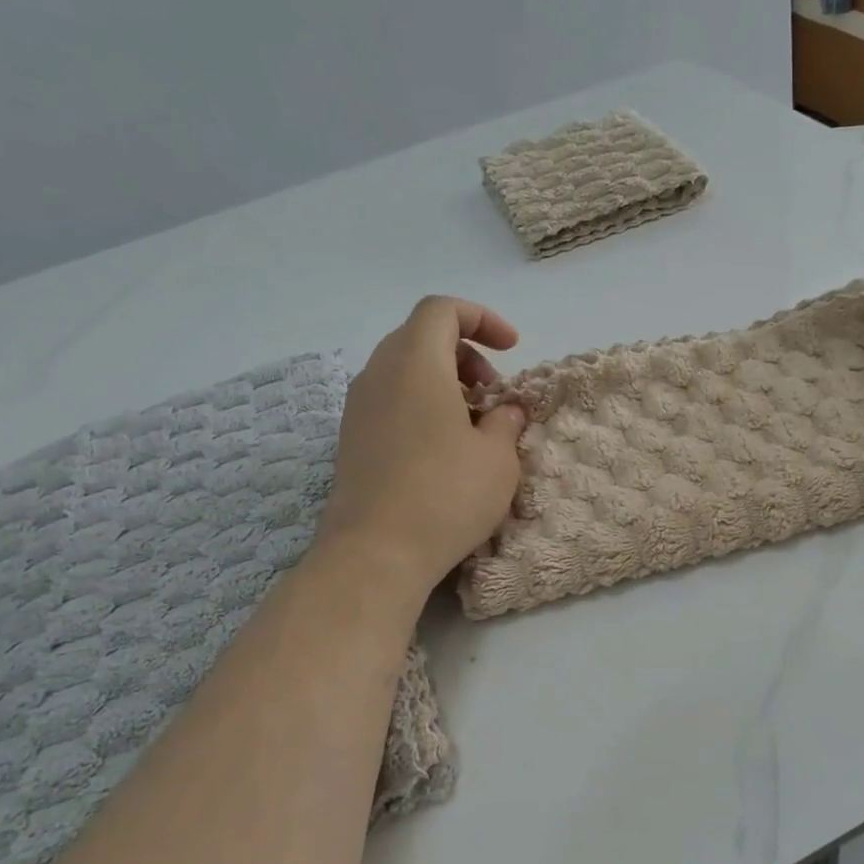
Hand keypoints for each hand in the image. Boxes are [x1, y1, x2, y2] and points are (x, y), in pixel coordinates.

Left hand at [316, 297, 526, 593]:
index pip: (442, 309)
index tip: (512, 349)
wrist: (375, 553)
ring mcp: (358, 408)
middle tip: (492, 392)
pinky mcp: (351, 440)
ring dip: (443, 381)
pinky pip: (390, 400)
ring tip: (473, 423)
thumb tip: (507, 410)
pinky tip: (443, 448)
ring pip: (403, 370)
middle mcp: (378, 374)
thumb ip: (507, 421)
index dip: (482, 318)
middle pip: (420, 336)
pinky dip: (421, 405)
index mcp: (415, 363)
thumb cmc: (446, 494)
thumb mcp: (498, 457)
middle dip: (464, 353)